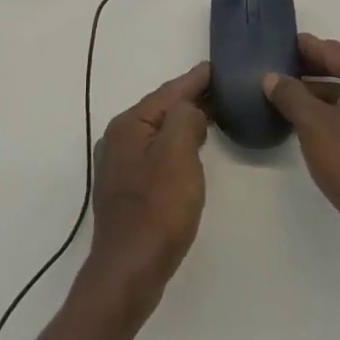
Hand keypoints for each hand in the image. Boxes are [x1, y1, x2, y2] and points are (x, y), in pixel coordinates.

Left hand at [83, 62, 210, 315]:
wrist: (128, 273)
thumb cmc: (157, 209)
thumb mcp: (178, 154)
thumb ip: (185, 118)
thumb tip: (190, 111)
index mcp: (129, 125)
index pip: (168, 92)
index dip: (194, 80)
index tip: (216, 67)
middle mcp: (118, 138)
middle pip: (160, 109)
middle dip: (189, 99)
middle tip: (221, 91)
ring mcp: (119, 166)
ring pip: (158, 132)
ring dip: (183, 123)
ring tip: (210, 115)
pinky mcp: (126, 189)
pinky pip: (156, 153)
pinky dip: (175, 145)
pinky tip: (190, 151)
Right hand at [263, 35, 339, 266]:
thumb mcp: (312, 123)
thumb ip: (290, 95)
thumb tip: (272, 77)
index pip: (331, 50)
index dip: (303, 48)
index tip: (279, 45)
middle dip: (311, 71)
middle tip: (279, 71)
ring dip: (321, 94)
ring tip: (289, 99)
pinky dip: (336, 113)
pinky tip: (312, 125)